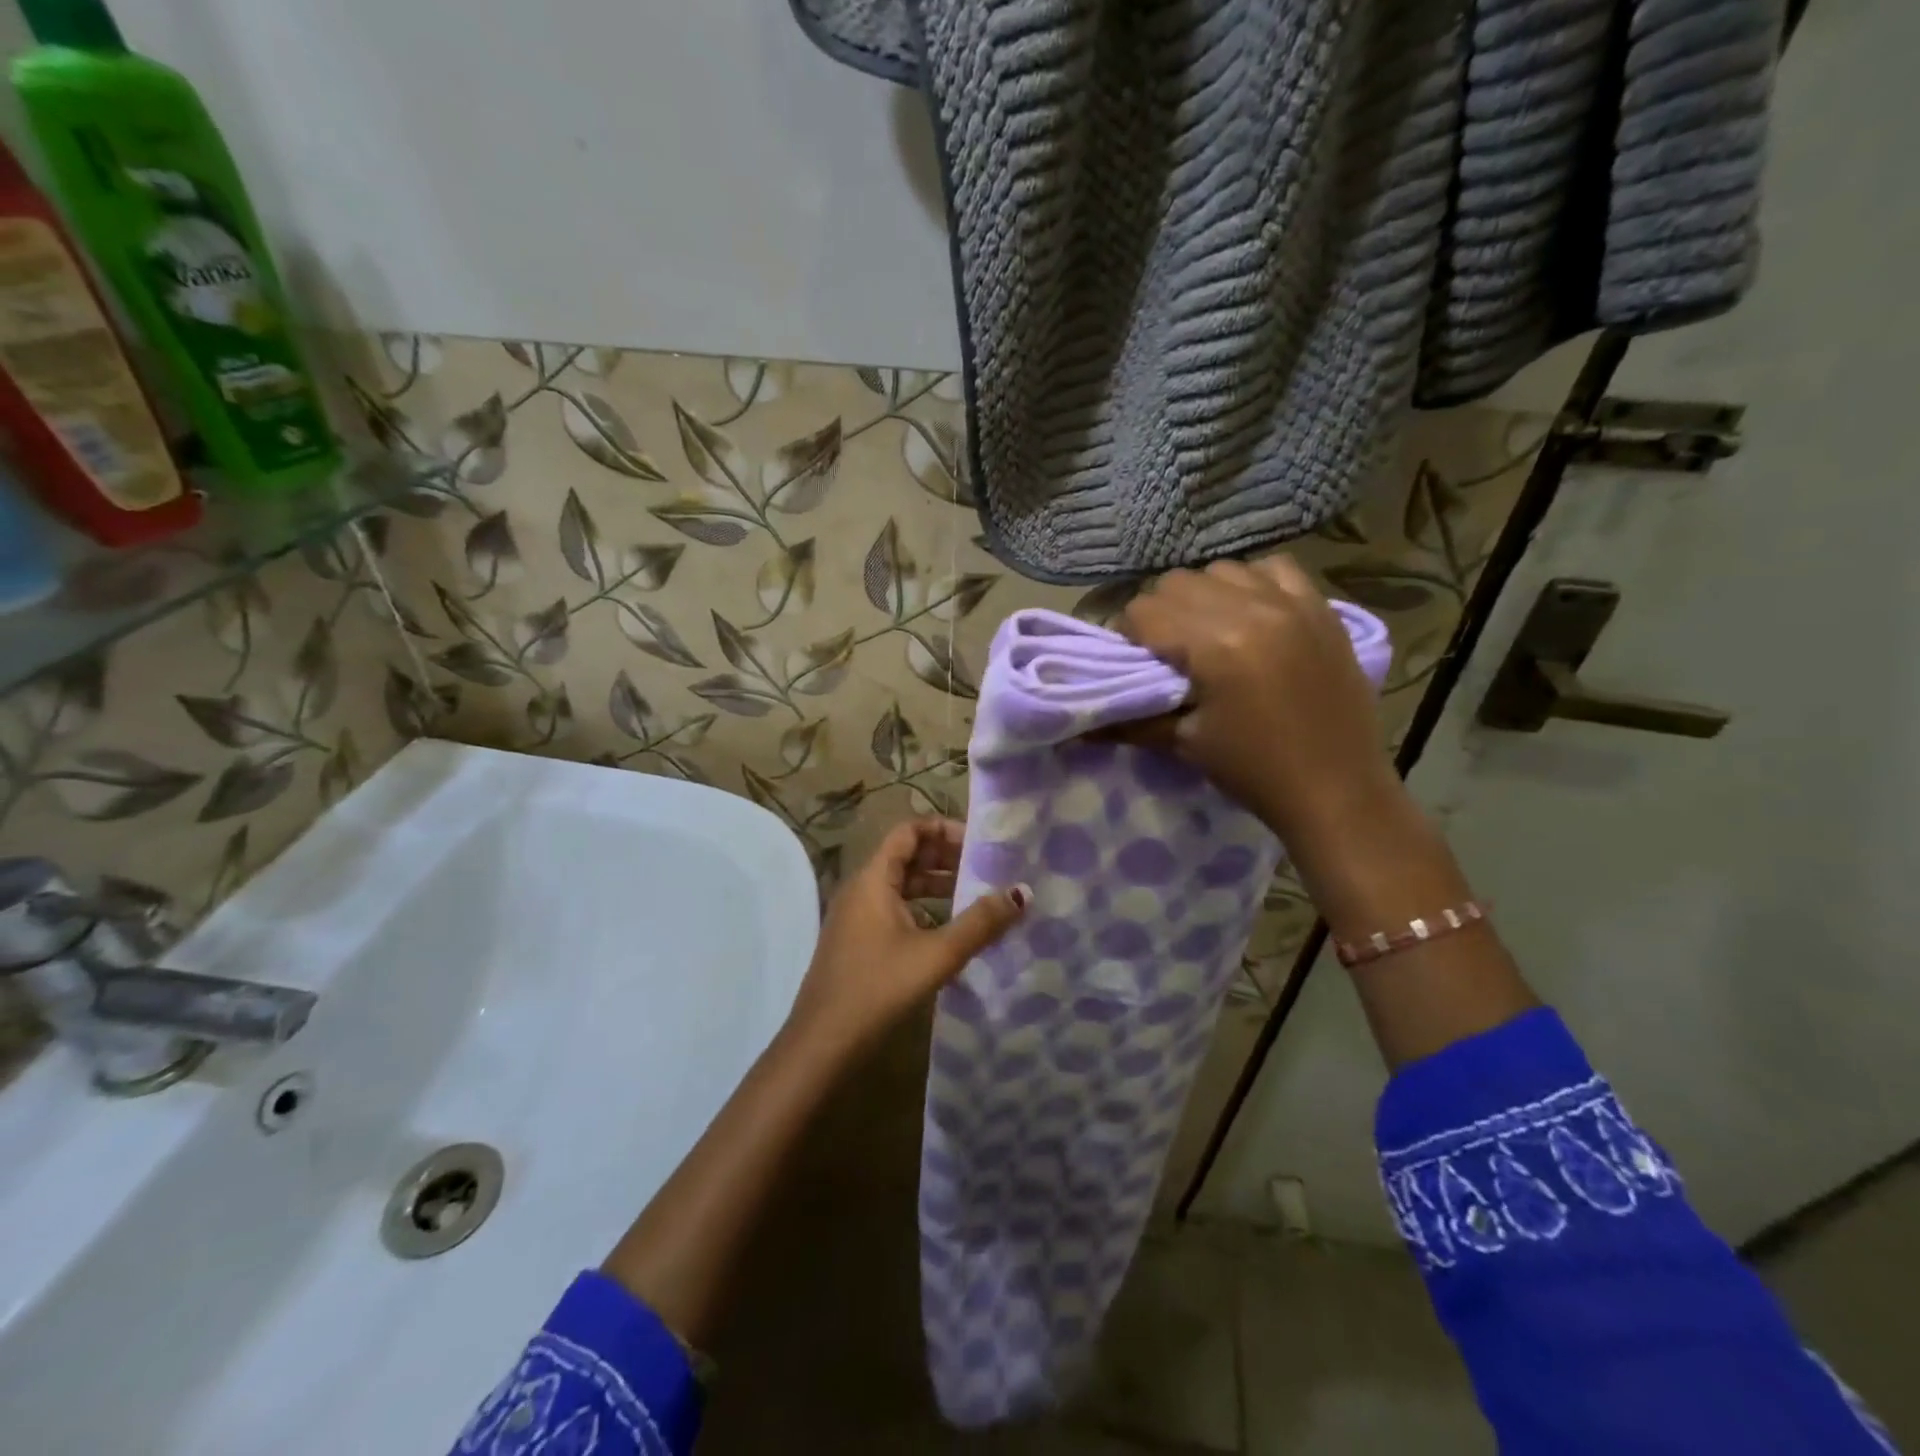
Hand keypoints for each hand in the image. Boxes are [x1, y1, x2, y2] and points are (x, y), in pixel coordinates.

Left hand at [787, 817, 1029, 1056]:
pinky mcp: (857, 942)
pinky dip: (923, 909)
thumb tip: (1022, 892)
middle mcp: (861, 889)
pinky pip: (894, 909)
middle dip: (945, 857)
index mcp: (872, 879)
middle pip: (906, 856)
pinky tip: (949, 930)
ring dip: (936, 885)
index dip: (943, 829)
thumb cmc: (878, 988)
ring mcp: (856, 917)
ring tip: (976, 895)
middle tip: (986, 867)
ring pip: (900, 885)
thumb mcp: (937, 954)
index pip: (908, 831)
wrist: (822, 1043)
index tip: (980, 842)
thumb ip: (981, 922)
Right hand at [1118, 556, 1398, 842]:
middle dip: (1160, 613)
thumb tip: (1078, 723)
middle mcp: (1252, 609)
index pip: (1144, 610)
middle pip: (1177, 582)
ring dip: (1203, 595)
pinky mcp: (1322, 608)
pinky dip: (1252, 583)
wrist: (1337, 790)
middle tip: (1167, 652)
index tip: (1134, 663)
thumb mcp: (1184, 745)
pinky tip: (1252, 615)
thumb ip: (1129, 721)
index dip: (1128, 635)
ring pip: (1221, 569)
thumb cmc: (1253, 771)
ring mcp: (1292, 603)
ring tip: (1209, 633)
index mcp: (1215, 645)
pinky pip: (1274, 568)